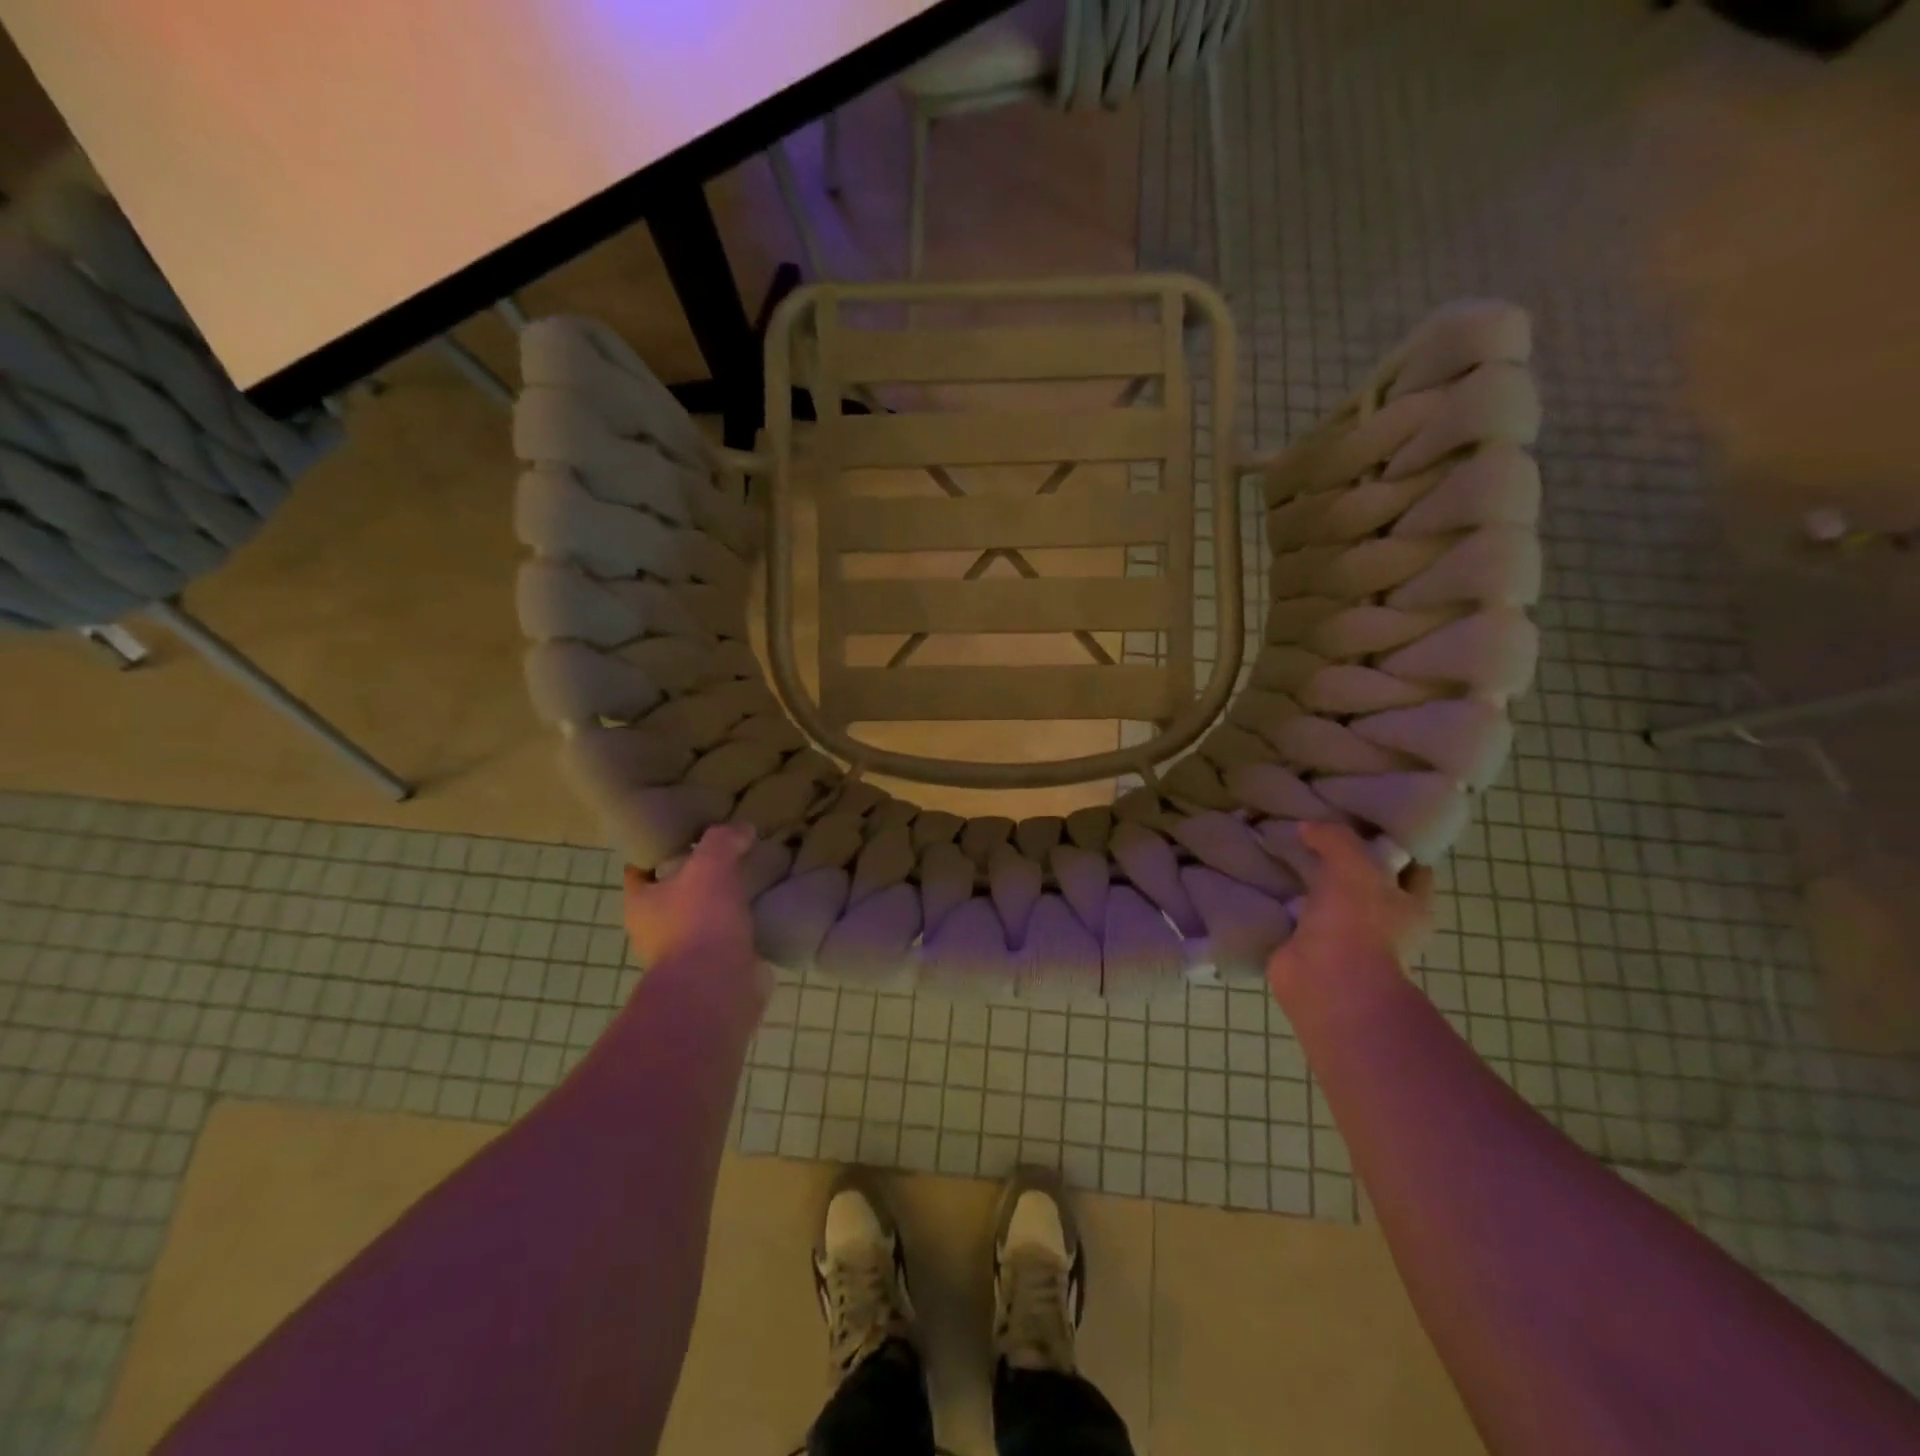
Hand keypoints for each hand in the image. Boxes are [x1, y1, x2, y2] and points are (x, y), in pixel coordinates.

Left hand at [623, 824, 756, 974]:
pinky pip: (731, 938)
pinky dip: (746, 925)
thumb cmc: (699, 922)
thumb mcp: (710, 864)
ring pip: (704, 916)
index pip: (640, 867)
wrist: (717, 988)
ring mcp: (686, 953)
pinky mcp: (717, 969)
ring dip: (724, 902)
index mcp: (641, 903)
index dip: (659, 848)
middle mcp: (656, 930)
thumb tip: (742, 829)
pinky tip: (766, 908)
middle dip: (698, 875)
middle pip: (675, 892)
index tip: (686, 831)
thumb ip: (723, 840)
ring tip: (753, 877)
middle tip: (728, 851)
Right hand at [1267, 822, 1433, 996]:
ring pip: (1327, 900)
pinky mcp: (1308, 949)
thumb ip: (1334, 837)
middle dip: (1342, 861)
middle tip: (1313, 831)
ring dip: (1308, 882)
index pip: (1411, 867)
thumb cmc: (1358, 921)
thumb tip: (1307, 828)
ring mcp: (1345, 939)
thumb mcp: (1353, 863)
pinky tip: (1263, 880)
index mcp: (1411, 905)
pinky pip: (1294, 917)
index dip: (1391, 844)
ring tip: (1281, 850)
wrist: (1327, 981)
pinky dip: (1280, 903)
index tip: (1362, 821)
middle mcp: (1383, 924)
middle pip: (1365, 882)